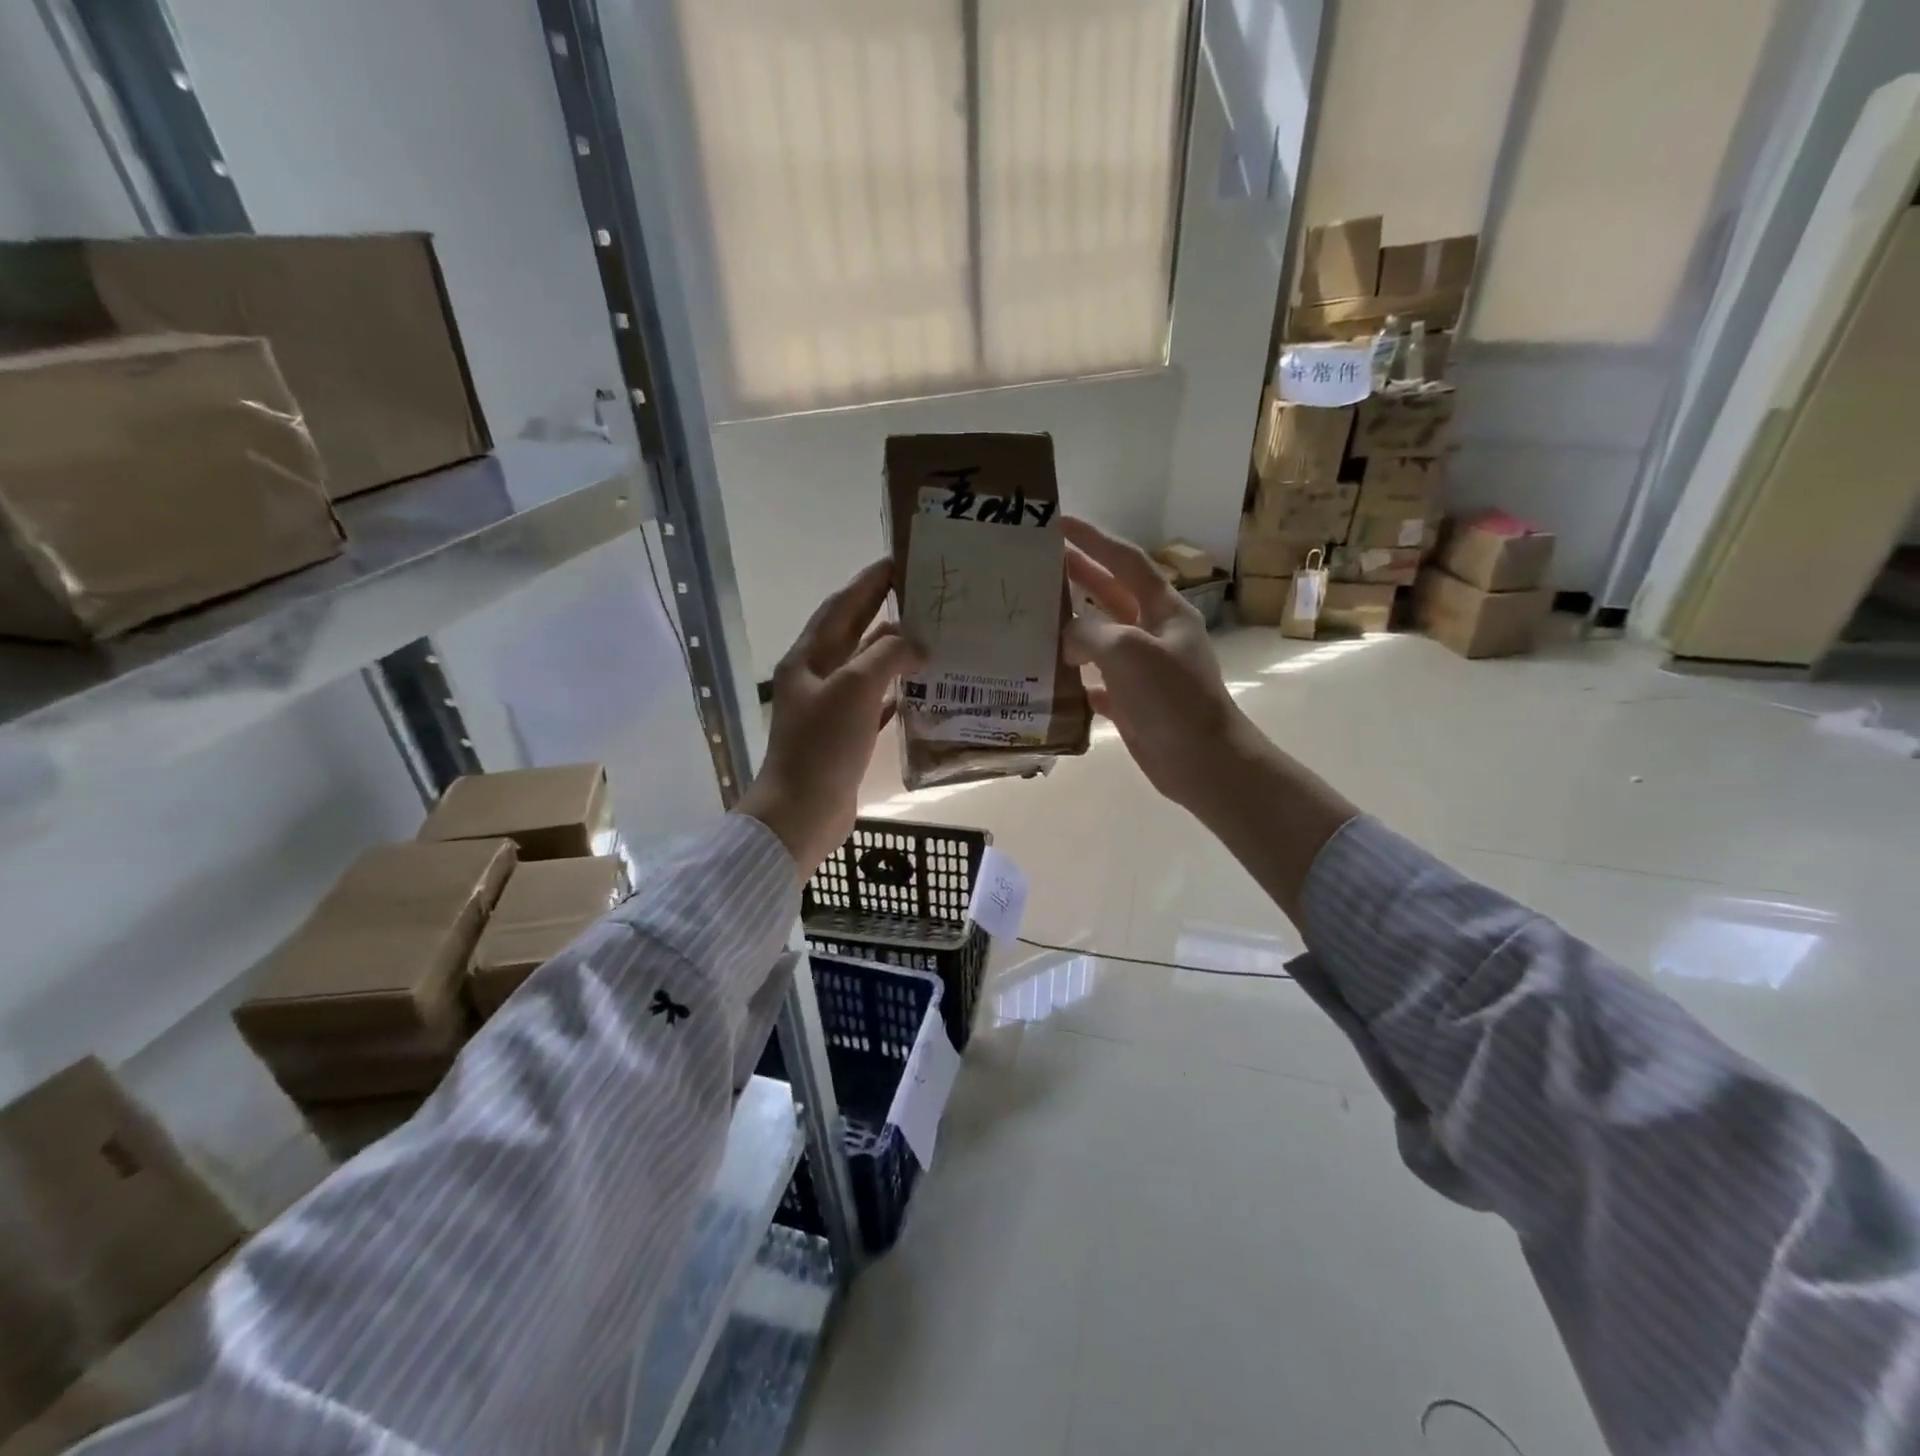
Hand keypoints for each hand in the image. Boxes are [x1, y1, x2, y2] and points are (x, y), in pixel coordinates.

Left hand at [738, 558, 922, 872]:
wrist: (802, 812)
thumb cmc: (823, 746)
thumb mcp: (855, 689)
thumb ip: (887, 656)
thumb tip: (916, 641)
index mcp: (808, 658)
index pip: (841, 606)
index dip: (869, 582)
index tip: (900, 560)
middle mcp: (816, 677)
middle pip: (854, 633)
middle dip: (885, 611)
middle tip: (924, 595)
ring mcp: (830, 708)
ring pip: (867, 668)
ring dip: (895, 653)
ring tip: (932, 639)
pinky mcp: (845, 737)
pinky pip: (875, 703)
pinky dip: (896, 692)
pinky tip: (921, 689)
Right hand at [1062, 517, 1251, 811]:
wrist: (1202, 760)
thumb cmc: (1172, 698)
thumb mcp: (1128, 652)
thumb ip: (1090, 634)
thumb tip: (1067, 638)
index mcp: (1164, 610)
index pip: (1125, 561)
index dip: (1094, 539)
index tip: (1060, 523)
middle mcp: (1154, 633)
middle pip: (1111, 594)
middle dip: (1079, 576)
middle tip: (1040, 562)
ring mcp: (1144, 668)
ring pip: (1102, 637)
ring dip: (1073, 626)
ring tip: (1035, 615)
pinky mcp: (1133, 700)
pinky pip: (1098, 679)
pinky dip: (1076, 675)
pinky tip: (1051, 674)